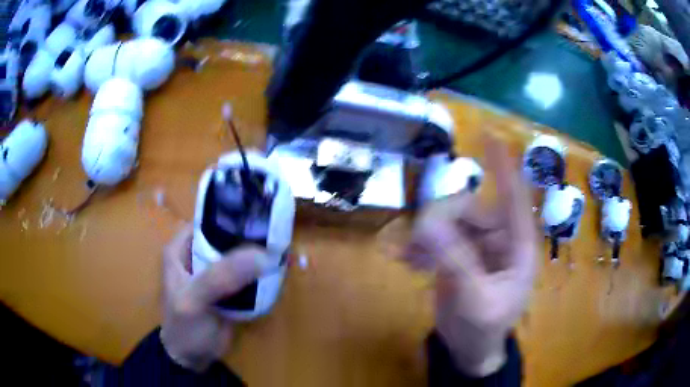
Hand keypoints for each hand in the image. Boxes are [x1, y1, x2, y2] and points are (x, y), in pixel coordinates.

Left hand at [160, 225, 269, 371]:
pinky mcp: (229, 289)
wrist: (193, 359)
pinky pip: (246, 275)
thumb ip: (221, 276)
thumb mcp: (195, 298)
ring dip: (258, 255)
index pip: (208, 221)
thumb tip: (262, 254)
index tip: (261, 215)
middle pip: (227, 237)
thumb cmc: (185, 326)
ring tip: (283, 249)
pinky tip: (278, 270)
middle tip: (278, 234)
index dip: (232, 216)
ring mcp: (214, 273)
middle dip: (250, 236)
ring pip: (239, 256)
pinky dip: (260, 274)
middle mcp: (196, 255)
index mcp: (180, 248)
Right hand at [404, 137, 536, 376]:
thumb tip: (427, 224)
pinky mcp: (457, 255)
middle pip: (468, 208)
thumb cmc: (484, 328)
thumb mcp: (474, 300)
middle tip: (420, 241)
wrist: (469, 349)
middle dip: (442, 220)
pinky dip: (420, 245)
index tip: (490, 137)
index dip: (504, 168)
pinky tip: (407, 259)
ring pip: (448, 221)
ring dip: (427, 235)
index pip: (515, 199)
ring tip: (411, 258)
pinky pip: (436, 238)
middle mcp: (498, 238)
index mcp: (516, 246)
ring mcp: (475, 246)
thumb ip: (455, 262)